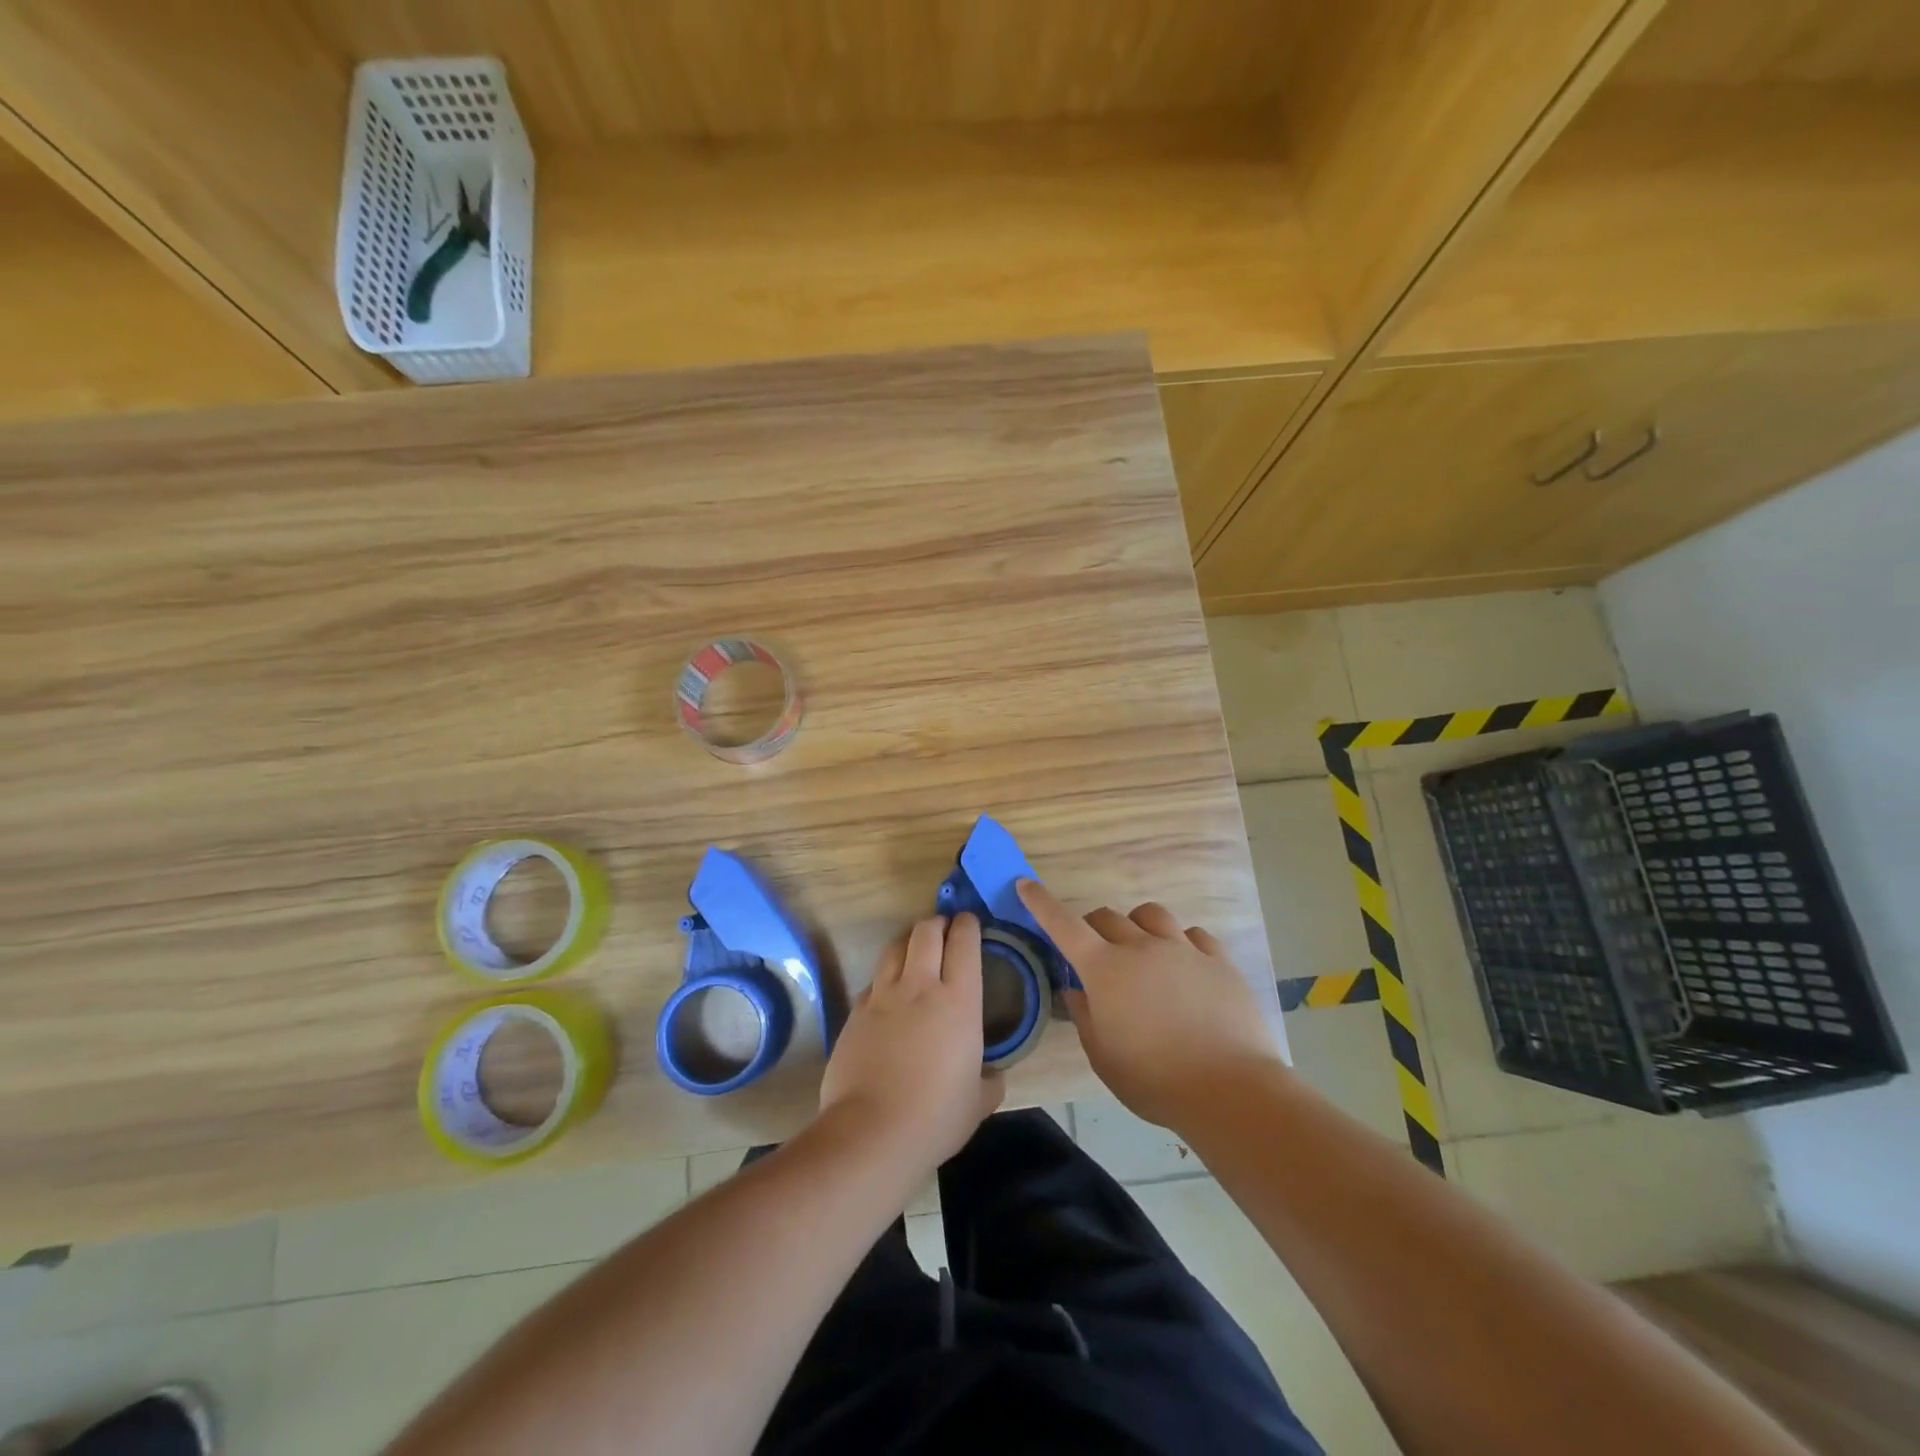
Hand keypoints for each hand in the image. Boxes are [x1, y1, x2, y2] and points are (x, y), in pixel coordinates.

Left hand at [817, 914, 1003, 1178]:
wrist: (871, 1133)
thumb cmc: (935, 1117)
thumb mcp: (978, 1102)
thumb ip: (990, 1080)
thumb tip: (994, 1074)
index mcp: (958, 1001)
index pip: (964, 942)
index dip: (968, 925)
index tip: (971, 922)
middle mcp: (920, 986)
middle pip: (926, 931)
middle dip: (938, 923)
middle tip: (945, 930)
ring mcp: (883, 996)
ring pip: (895, 947)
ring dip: (909, 941)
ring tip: (916, 951)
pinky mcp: (855, 1012)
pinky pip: (874, 980)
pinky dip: (886, 977)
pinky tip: (889, 994)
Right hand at [1018, 880, 1280, 1130]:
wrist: (1230, 1089)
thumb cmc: (1155, 1080)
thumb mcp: (1104, 1058)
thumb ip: (1085, 1018)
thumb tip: (1077, 990)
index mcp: (1105, 970)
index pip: (1063, 924)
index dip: (1041, 902)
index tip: (1026, 883)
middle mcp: (1141, 947)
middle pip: (1107, 917)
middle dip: (1093, 928)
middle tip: (1096, 954)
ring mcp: (1182, 950)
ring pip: (1151, 915)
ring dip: (1137, 926)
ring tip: (1142, 949)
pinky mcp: (1218, 960)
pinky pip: (1193, 935)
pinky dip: (1180, 943)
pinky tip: (1185, 965)